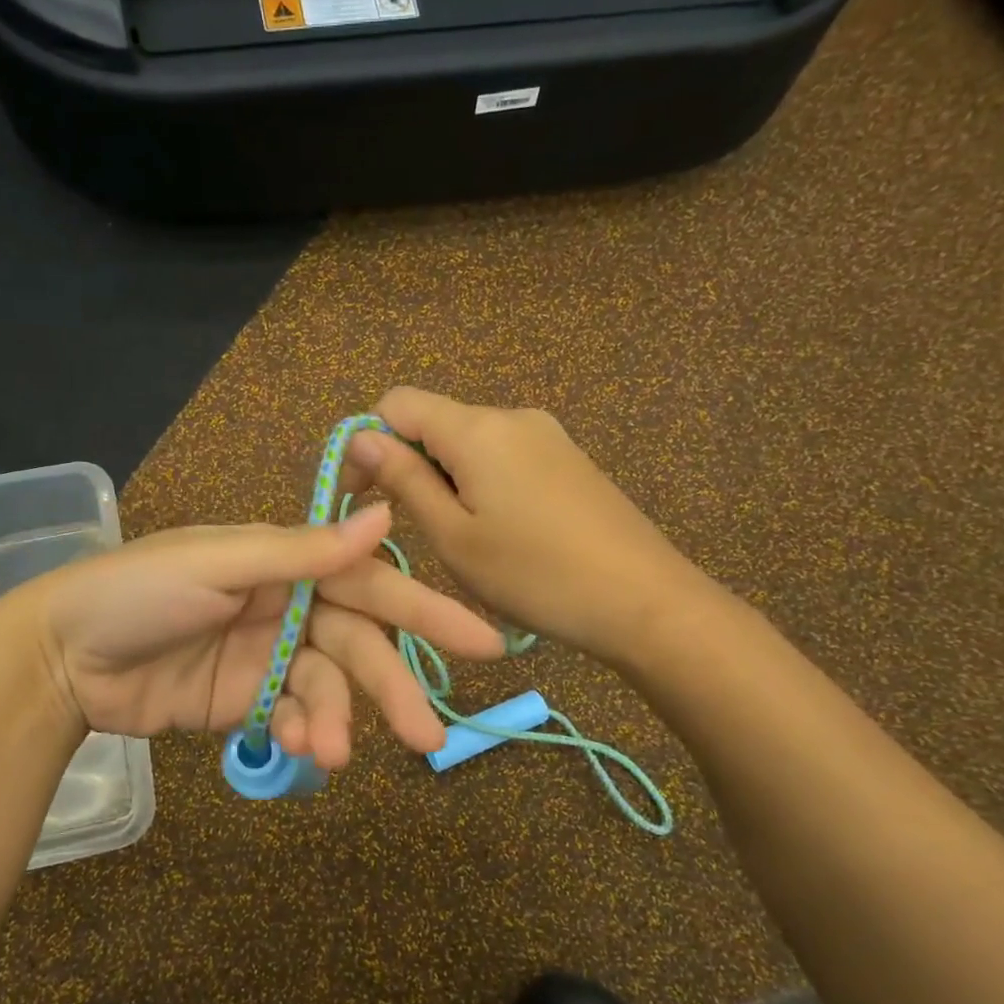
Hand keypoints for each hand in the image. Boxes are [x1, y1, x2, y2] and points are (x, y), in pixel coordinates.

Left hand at [21, 504, 503, 768]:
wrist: (63, 655)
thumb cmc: (140, 591)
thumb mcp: (220, 562)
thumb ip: (302, 551)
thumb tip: (384, 516)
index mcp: (286, 562)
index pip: (369, 583)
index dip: (425, 610)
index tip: (483, 642)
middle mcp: (287, 606)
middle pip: (357, 647)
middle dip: (391, 688)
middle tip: (430, 737)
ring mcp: (268, 656)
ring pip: (327, 689)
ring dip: (336, 721)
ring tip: (330, 754)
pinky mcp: (246, 701)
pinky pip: (292, 716)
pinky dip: (301, 733)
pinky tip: (298, 750)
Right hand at [342, 388, 708, 661]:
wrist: (644, 601)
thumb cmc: (534, 574)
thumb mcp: (453, 536)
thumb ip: (404, 479)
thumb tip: (361, 436)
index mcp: (477, 429)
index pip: (397, 402)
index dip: (366, 441)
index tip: (360, 495)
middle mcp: (512, 416)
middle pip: (435, 422)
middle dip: (408, 465)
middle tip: (412, 529)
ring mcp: (546, 435)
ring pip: (469, 443)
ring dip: (445, 480)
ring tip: (461, 539)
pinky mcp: (568, 458)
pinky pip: (504, 457)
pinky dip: (481, 484)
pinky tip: (500, 532)